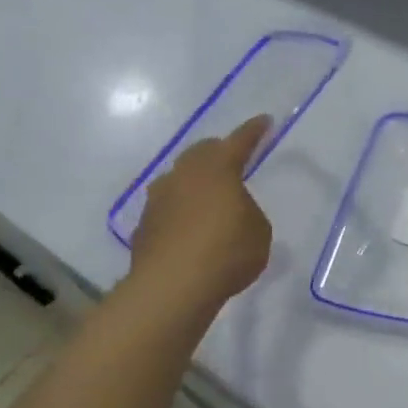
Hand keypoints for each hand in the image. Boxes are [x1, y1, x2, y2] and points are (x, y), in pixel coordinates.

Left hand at [126, 115, 273, 307]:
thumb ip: (247, 212)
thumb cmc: (227, 252)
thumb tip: (230, 210)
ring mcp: (158, 198)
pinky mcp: (144, 225)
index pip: (240, 141)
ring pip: (180, 180)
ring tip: (209, 200)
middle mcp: (184, 174)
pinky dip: (181, 212)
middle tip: (233, 161)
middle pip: (201, 153)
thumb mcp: (258, 231)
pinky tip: (190, 230)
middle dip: (219, 153)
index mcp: (218, 168)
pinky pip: (168, 208)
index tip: (264, 121)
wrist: (172, 287)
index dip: (254, 131)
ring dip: (195, 184)